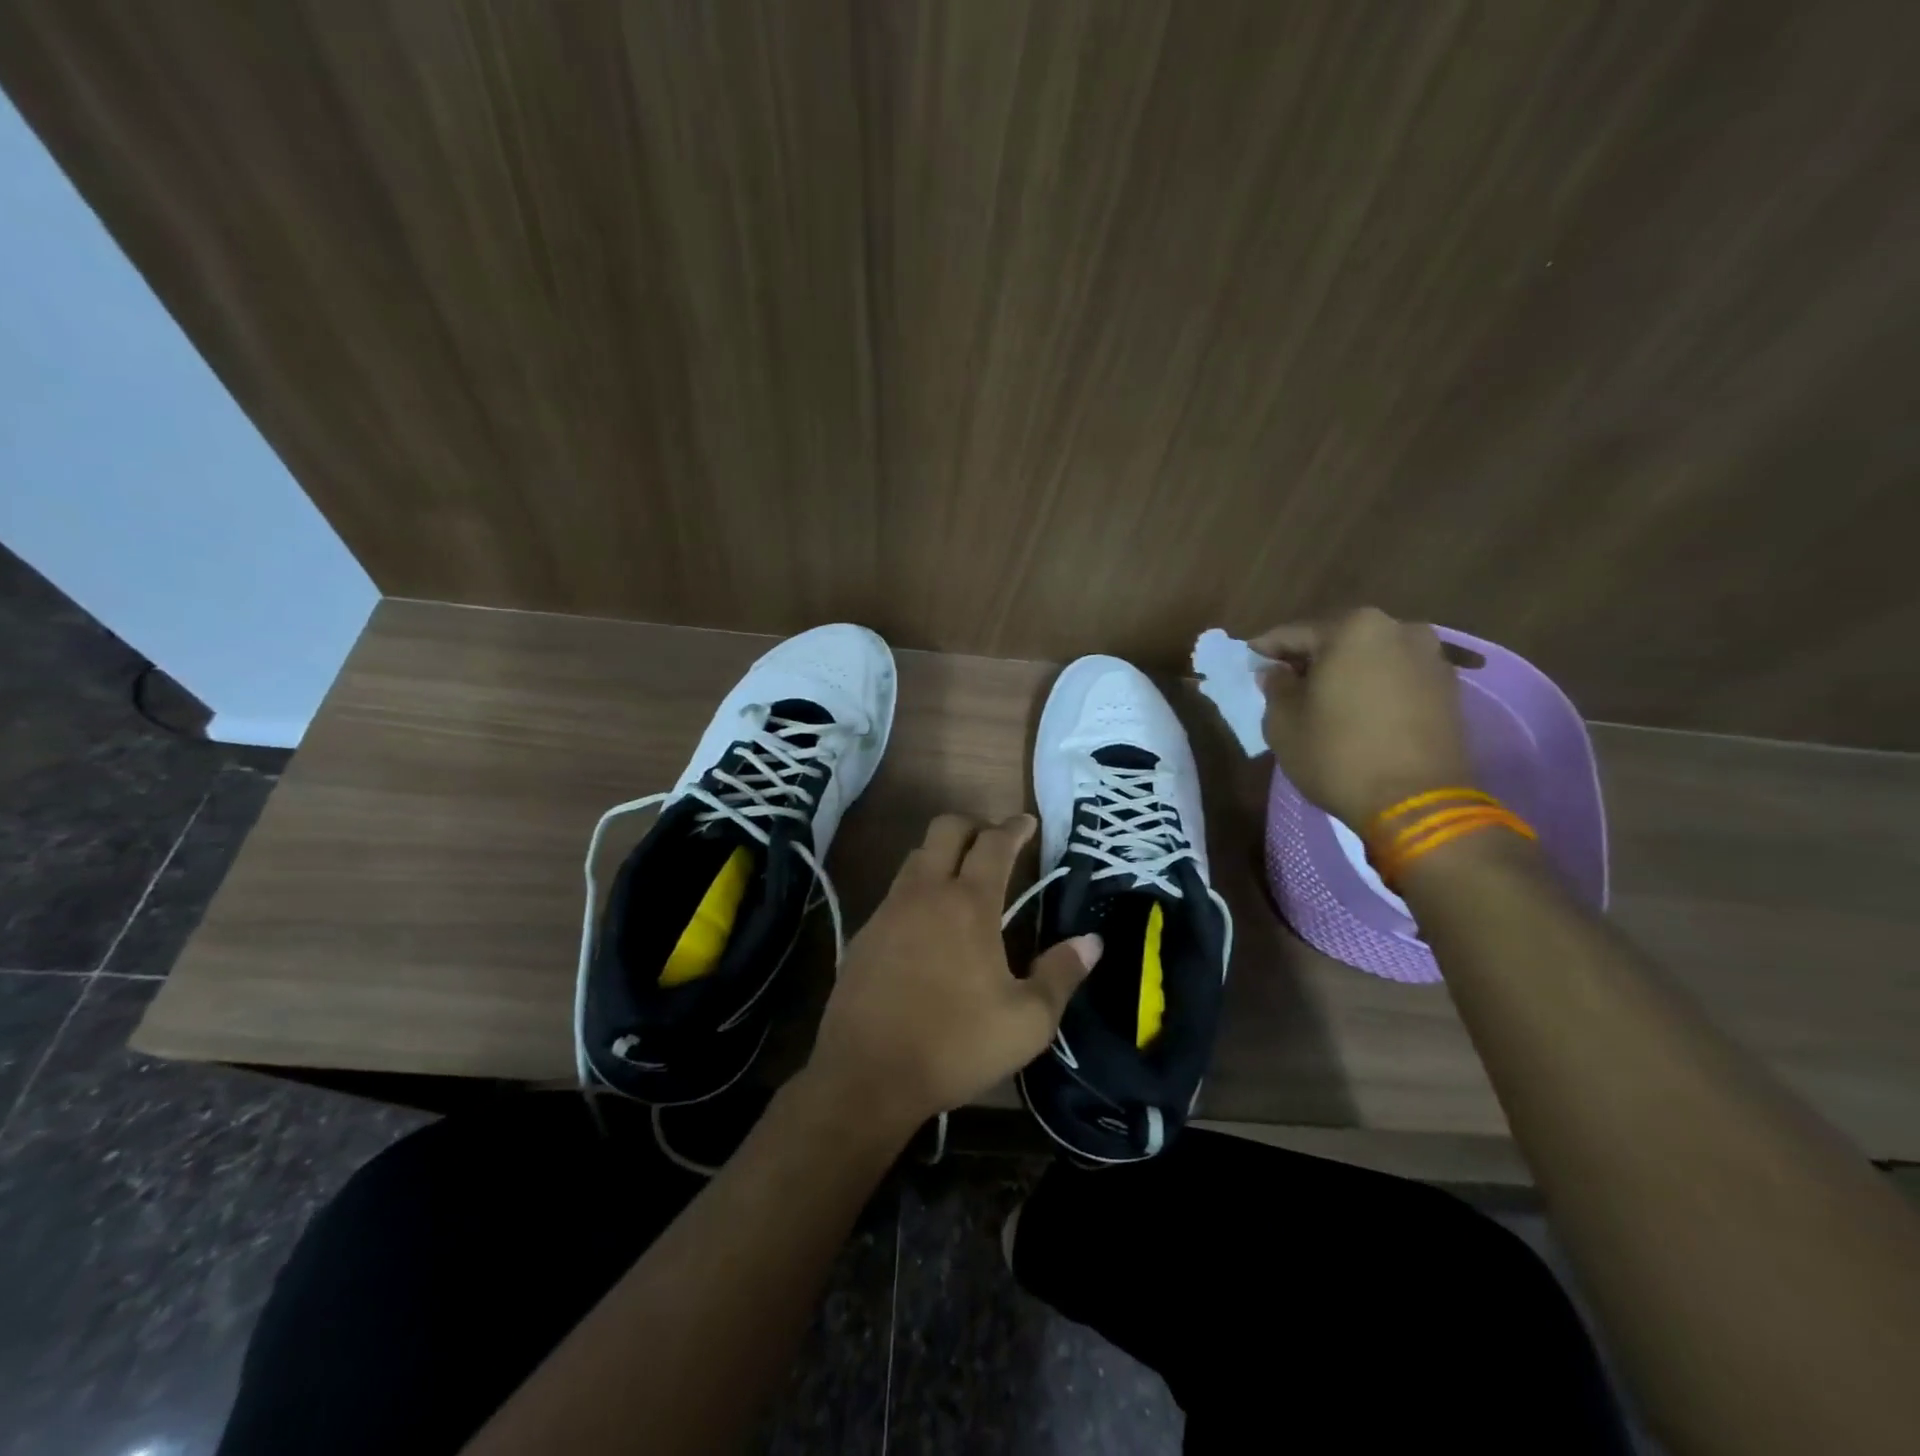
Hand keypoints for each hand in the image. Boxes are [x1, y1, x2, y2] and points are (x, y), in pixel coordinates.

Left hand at [808, 814, 1101, 1133]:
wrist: (866, 1074)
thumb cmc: (955, 1045)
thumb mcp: (1027, 1022)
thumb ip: (1061, 975)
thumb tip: (1091, 942)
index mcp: (969, 904)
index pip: (994, 844)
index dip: (1014, 827)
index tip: (1028, 822)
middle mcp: (925, 893)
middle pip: (946, 829)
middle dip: (974, 824)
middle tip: (996, 842)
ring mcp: (889, 910)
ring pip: (917, 856)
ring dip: (943, 853)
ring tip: (963, 876)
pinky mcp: (865, 932)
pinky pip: (896, 890)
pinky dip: (919, 886)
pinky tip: (929, 921)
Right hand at [1254, 607, 1473, 830]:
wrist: (1418, 803)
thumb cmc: (1338, 755)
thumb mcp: (1284, 723)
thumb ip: (1276, 687)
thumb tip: (1278, 673)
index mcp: (1353, 629)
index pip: (1294, 633)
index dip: (1267, 649)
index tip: (1250, 660)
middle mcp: (1398, 629)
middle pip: (1338, 640)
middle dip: (1310, 659)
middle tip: (1286, 681)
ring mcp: (1431, 658)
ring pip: (1371, 657)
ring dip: (1345, 672)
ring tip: (1324, 699)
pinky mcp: (1450, 689)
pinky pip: (1397, 678)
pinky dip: (1374, 687)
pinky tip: (1358, 711)